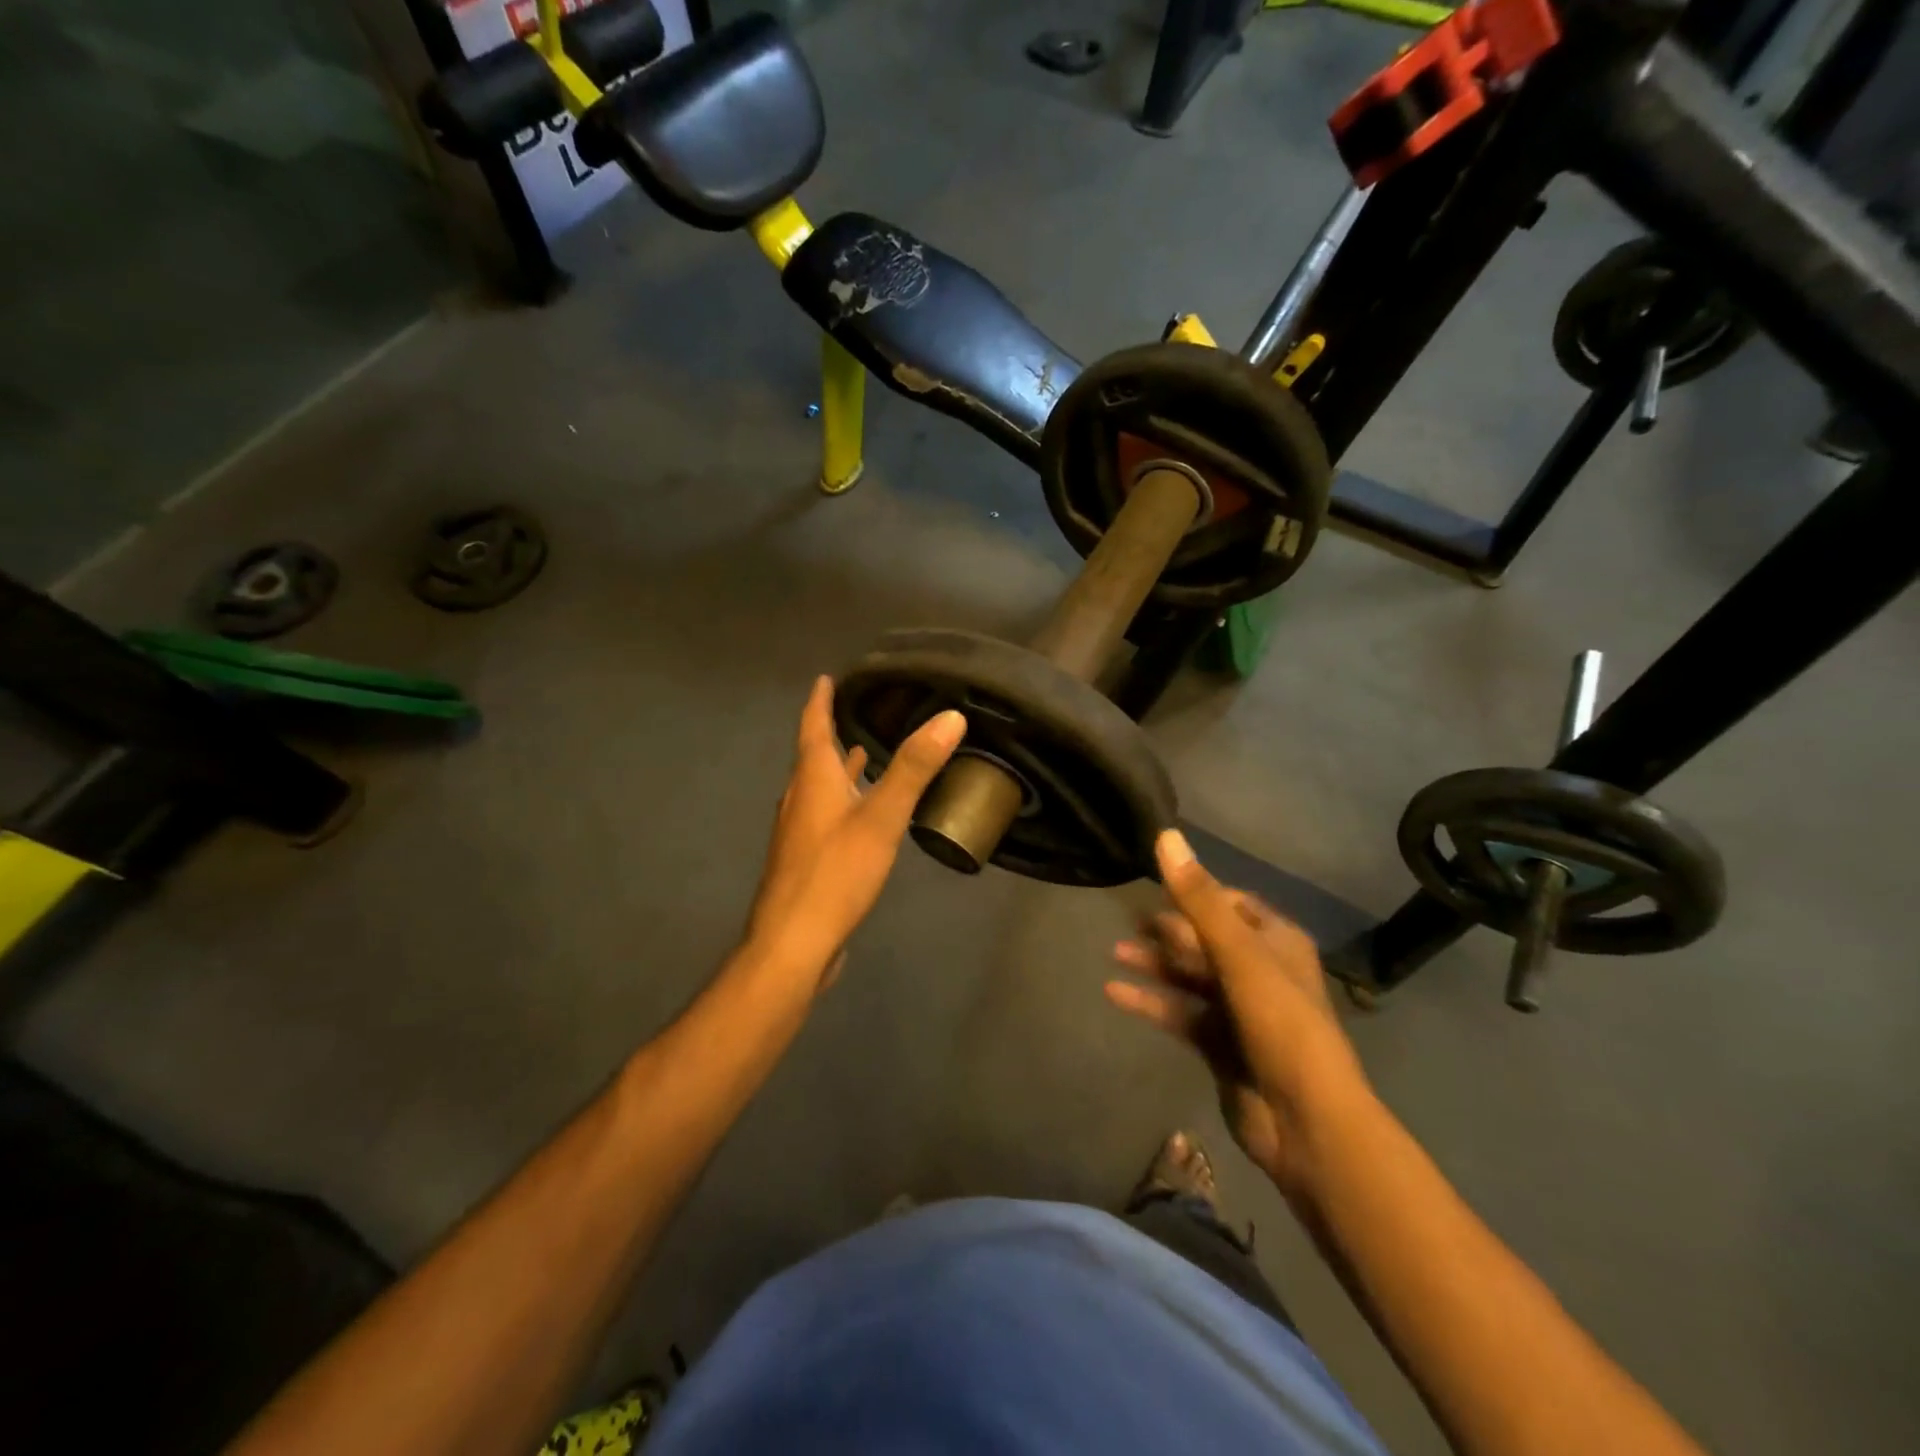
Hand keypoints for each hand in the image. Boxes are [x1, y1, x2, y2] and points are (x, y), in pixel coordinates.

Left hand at [745, 677, 965, 990]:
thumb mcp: (881, 817)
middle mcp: (800, 799)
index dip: (820, 701)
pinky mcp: (807, 861)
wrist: (794, 942)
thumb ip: (914, 767)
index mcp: (813, 780)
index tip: (826, 679)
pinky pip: (826, 816)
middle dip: (832, 733)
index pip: (813, 726)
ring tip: (863, 754)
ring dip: (839, 769)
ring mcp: (800, 833)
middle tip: (858, 713)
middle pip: (814, 756)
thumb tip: (951, 716)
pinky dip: (843, 801)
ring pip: (820, 788)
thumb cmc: (835, 873)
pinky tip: (861, 815)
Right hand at [1106, 830, 1368, 1200]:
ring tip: (1114, 953)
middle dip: (1167, 930)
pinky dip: (1150, 1002)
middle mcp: (1260, 970)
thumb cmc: (1279, 1022)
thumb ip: (1198, 898)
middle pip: (1205, 940)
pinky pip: (1179, 1012)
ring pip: (1189, 976)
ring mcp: (1239, 1010)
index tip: (1156, 885)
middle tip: (1126, 920)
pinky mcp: (1220, 1044)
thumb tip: (1166, 836)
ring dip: (1155, 964)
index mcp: (1276, 942)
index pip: (1232, 904)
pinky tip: (1115, 993)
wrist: (1305, 1120)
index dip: (1196, 892)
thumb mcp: (1239, 953)